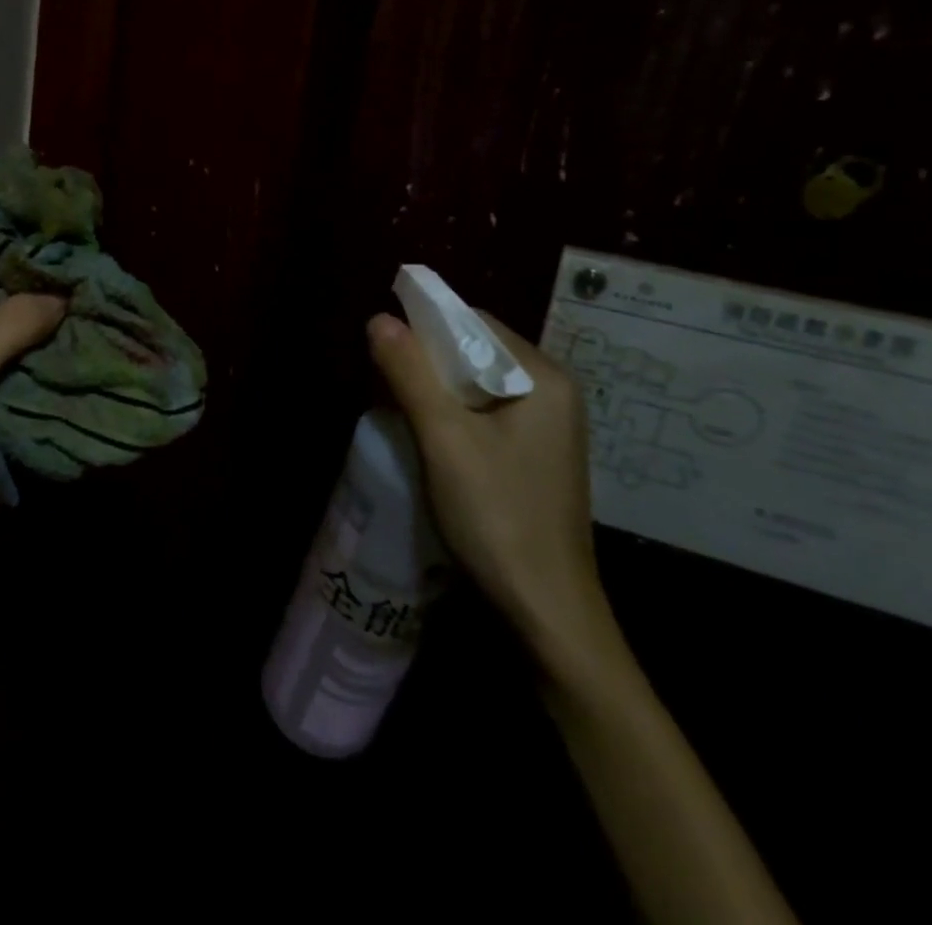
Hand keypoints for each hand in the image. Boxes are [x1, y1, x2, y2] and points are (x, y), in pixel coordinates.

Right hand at [367, 310, 613, 665]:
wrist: (546, 612)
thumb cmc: (498, 517)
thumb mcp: (445, 439)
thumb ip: (411, 373)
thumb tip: (379, 319)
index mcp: (543, 377)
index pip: (475, 322)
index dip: (426, 326)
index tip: (384, 348)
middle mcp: (552, 392)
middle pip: (477, 351)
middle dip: (428, 360)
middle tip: (385, 382)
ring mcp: (546, 427)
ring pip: (477, 384)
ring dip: (436, 388)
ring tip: (398, 407)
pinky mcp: (533, 455)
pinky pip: (485, 413)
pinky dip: (452, 414)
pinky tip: (427, 436)